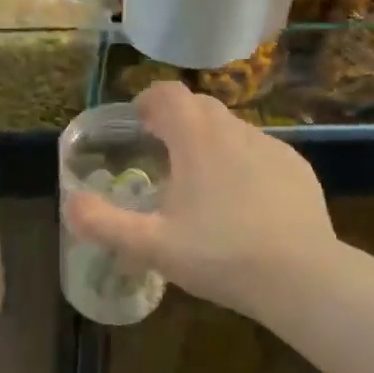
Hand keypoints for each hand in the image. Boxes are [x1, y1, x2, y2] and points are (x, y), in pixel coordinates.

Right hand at [63, 82, 335, 319]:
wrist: (303, 279)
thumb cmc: (220, 255)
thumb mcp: (152, 246)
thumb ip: (104, 223)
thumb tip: (70, 205)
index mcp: (196, 139)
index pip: (168, 93)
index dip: (149, 101)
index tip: (139, 124)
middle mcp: (234, 131)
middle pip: (200, 106)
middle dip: (177, 120)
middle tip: (162, 154)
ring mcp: (271, 148)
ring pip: (232, 129)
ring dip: (210, 141)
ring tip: (201, 183)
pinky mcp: (298, 169)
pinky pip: (260, 152)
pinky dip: (243, 162)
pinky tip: (243, 202)